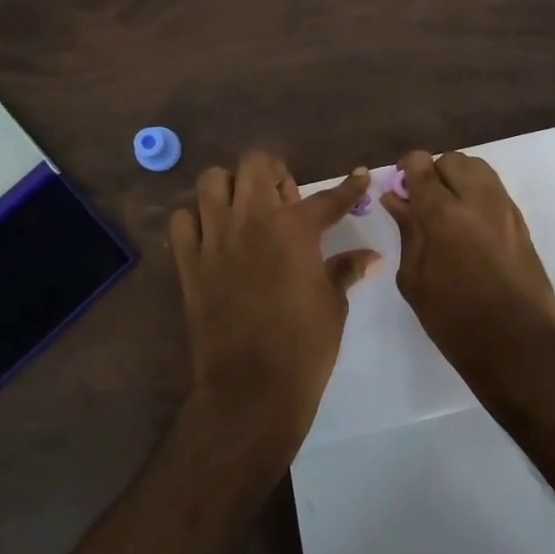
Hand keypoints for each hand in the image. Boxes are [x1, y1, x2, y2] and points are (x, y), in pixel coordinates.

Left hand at [169, 152, 376, 459]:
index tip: (360, 174)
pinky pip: (183, 221)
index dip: (349, 186)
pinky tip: (213, 237)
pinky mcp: (188, 263)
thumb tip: (371, 256)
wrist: (251, 388)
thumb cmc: (304, 345)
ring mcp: (215, 239)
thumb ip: (346, 270)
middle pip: (255, 164)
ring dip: (231, 188)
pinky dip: (197, 221)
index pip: (327, 198)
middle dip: (273, 172)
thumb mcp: (333, 304)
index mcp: (294, 229)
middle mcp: (251, 221)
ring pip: (211, 181)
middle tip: (284, 200)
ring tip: (244, 210)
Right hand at [381, 150, 554, 394]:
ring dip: (458, 179)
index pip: (422, 165)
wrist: (517, 346)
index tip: (400, 187)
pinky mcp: (521, 222)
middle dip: (434, 173)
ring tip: (448, 211)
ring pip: (478, 169)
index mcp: (444, 214)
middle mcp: (477, 200)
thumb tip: (395, 198)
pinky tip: (469, 226)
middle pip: (452, 160)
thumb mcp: (415, 279)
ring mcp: (505, 209)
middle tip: (423, 203)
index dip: (407, 169)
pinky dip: (478, 194)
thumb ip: (407, 231)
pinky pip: (495, 190)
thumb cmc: (454, 320)